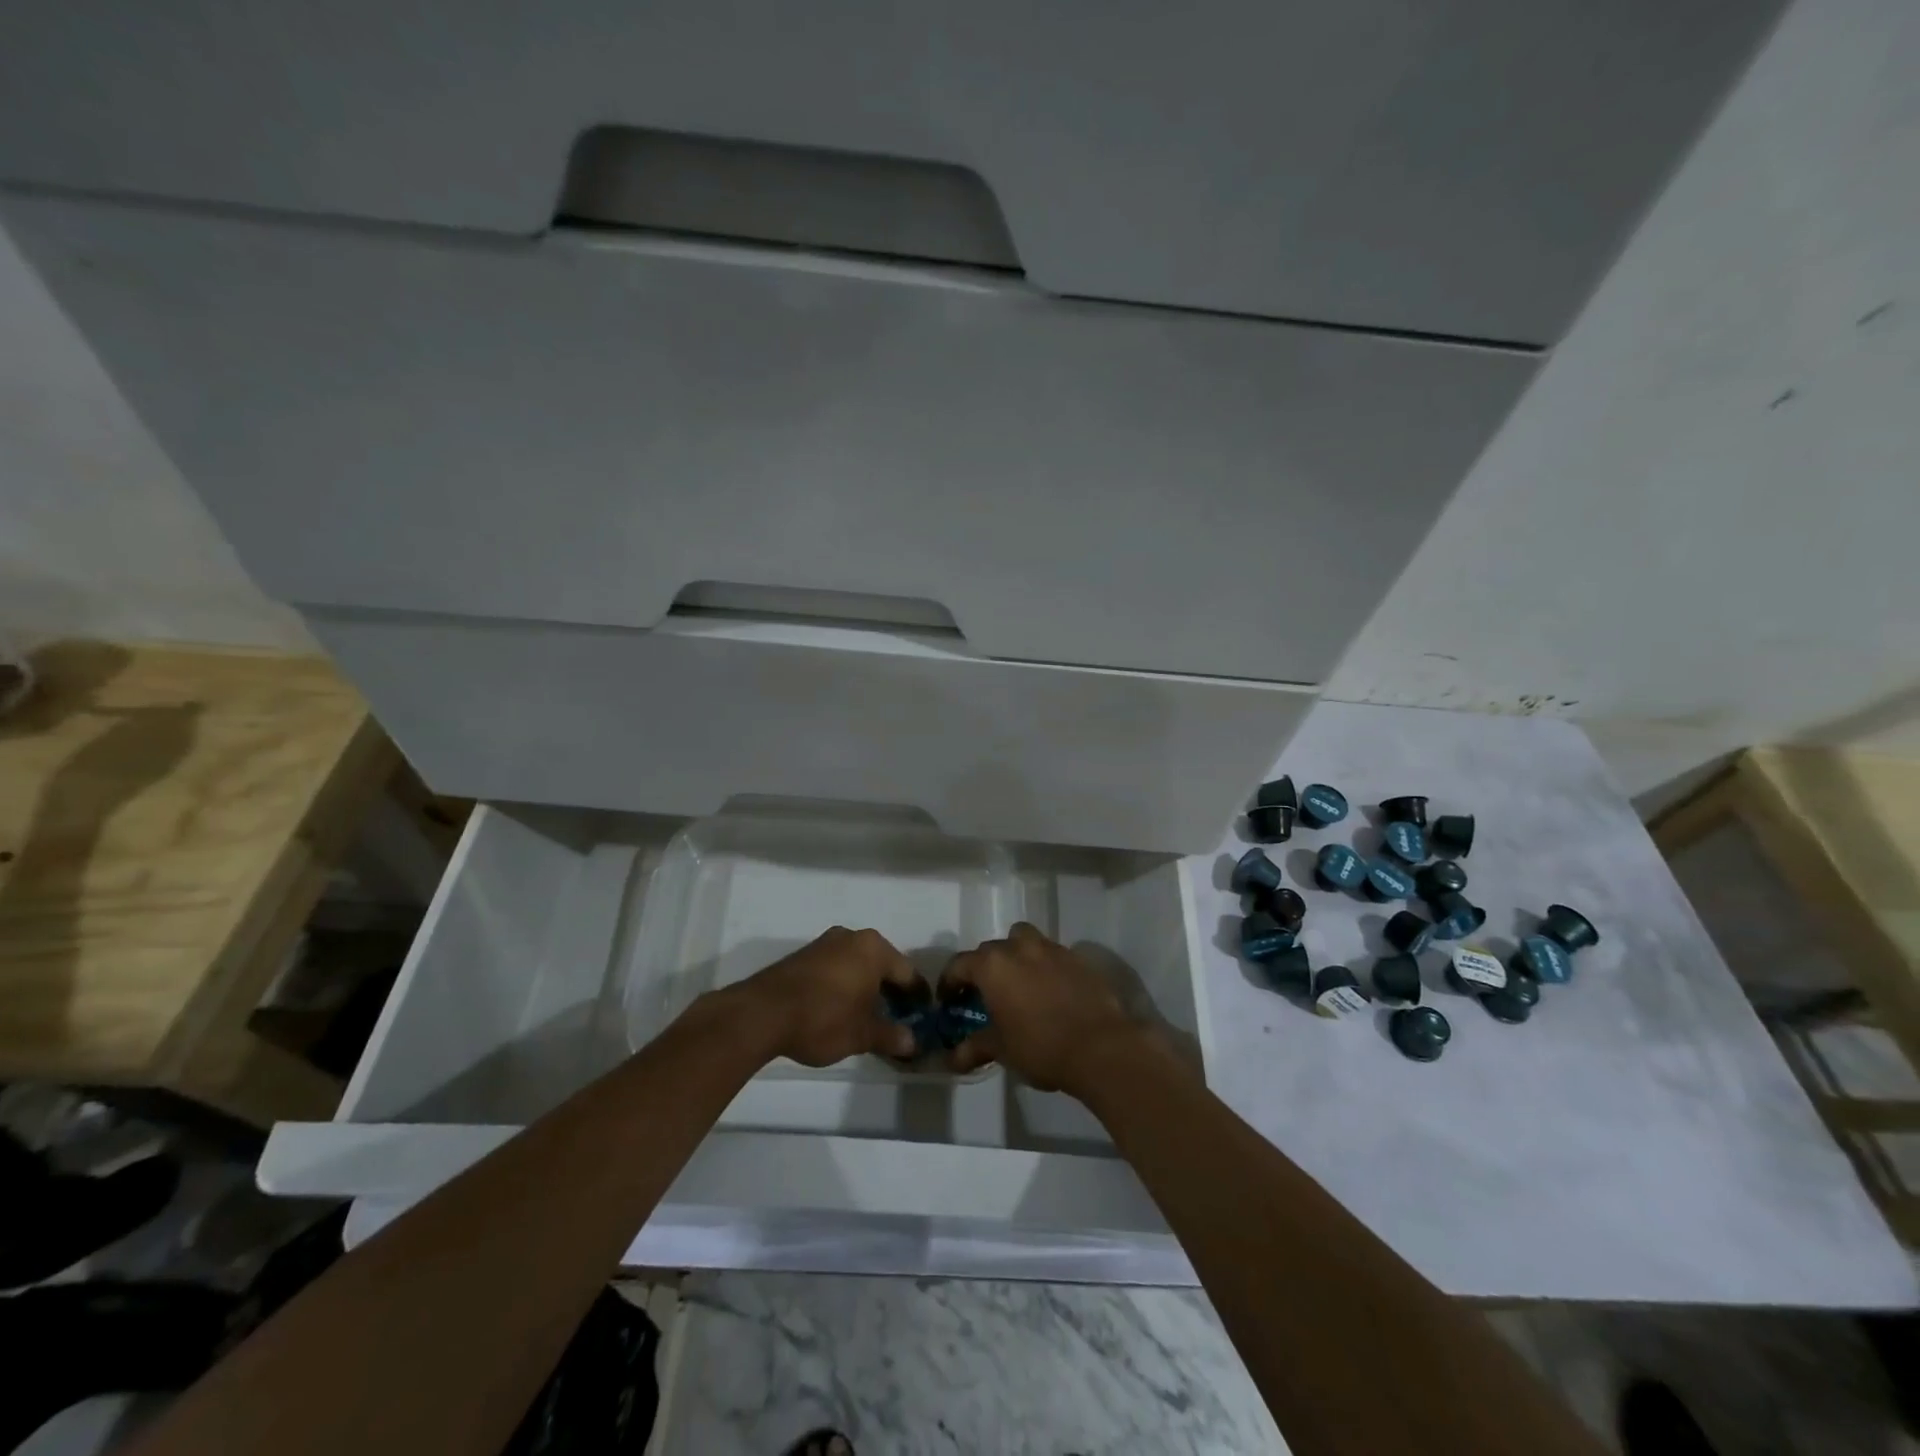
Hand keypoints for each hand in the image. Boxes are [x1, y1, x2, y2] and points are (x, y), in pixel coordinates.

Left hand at [730, 927, 920, 1066]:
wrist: (761, 1014)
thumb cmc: (823, 1019)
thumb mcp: (862, 1035)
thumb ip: (891, 1036)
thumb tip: (912, 1042)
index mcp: (874, 949)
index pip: (907, 973)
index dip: (917, 997)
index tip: (923, 1016)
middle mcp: (852, 937)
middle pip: (883, 965)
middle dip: (891, 991)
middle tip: (898, 1018)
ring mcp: (825, 943)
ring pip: (858, 964)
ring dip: (866, 987)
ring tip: (869, 1016)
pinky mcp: (804, 955)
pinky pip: (837, 967)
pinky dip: (845, 984)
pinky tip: (841, 1008)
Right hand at [939, 922, 1144, 1094]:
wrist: (1101, 1047)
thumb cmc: (1041, 1046)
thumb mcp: (1001, 1049)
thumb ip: (973, 1047)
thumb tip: (951, 1058)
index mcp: (993, 965)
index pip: (959, 964)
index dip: (950, 983)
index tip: (949, 1001)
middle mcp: (1019, 947)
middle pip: (991, 950)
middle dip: (983, 969)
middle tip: (983, 995)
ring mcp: (1050, 948)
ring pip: (1023, 940)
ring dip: (1014, 955)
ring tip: (1017, 983)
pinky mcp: (1076, 957)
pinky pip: (1050, 954)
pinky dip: (1042, 965)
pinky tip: (1048, 990)